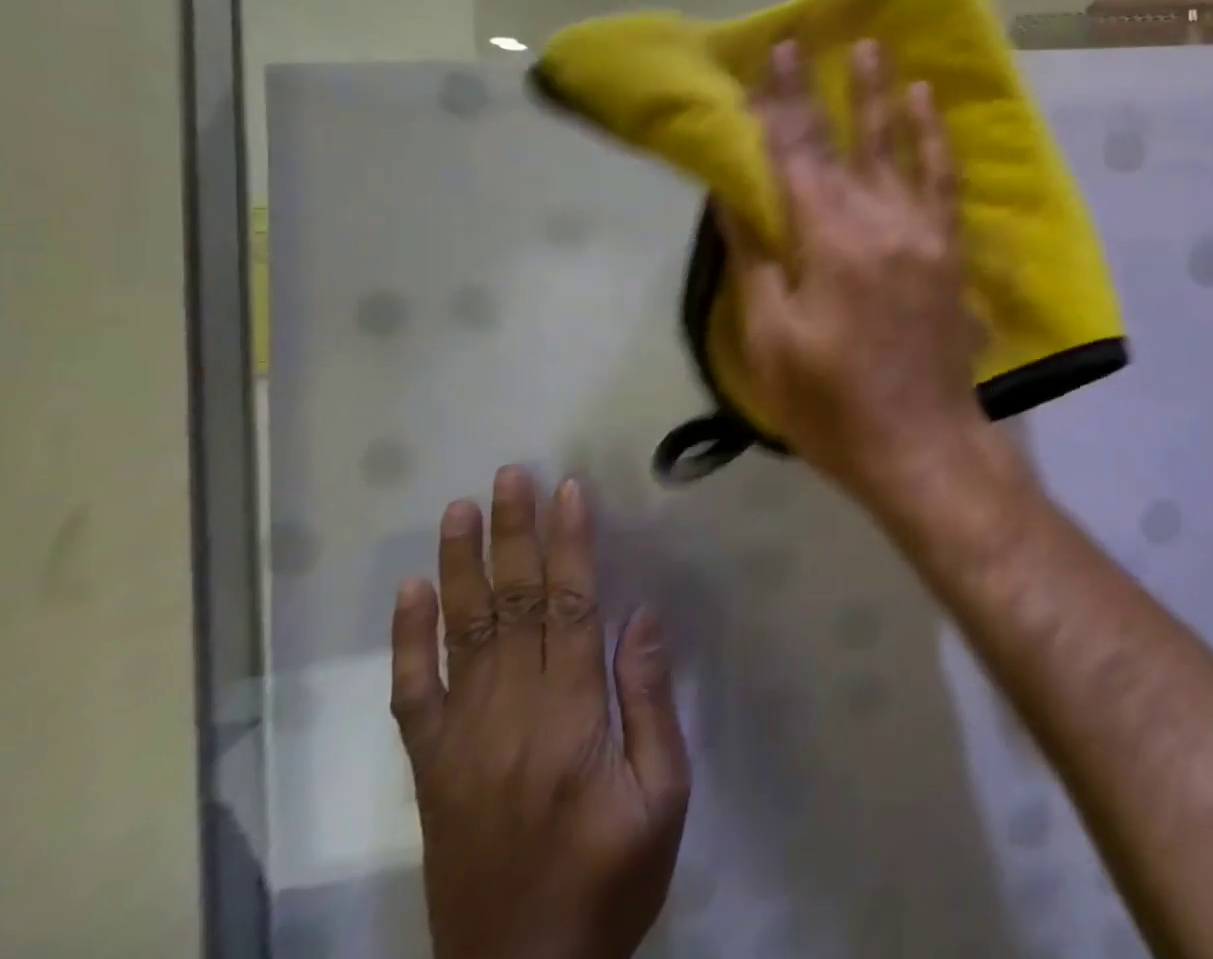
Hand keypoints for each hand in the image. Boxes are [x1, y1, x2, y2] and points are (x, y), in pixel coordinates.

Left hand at [390, 468, 690, 958]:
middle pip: (512, 608)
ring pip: (462, 636)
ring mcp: (462, 743)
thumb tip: (640, 616)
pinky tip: (410, 592)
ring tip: (461, 509)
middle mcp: (509, 718)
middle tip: (510, 476)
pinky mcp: (434, 770)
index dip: (568, 545)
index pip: (569, 609)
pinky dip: (408, 641)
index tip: (569, 491)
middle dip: (513, 535)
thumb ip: (649, 702)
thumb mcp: (662, 795)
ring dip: (461, 567)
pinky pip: (415, 695)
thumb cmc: (613, 878)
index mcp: (570, 721)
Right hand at [721, 39, 988, 500]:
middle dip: (826, 86)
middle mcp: (878, 220)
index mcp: (826, 239)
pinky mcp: (949, 251)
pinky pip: (944, 183)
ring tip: (879, 50)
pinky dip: (936, 141)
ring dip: (887, 96)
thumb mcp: (770, 340)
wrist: (922, 442)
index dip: (778, 102)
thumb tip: (735, 195)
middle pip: (845, 139)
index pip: (795, 153)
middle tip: (817, 34)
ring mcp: (922, 232)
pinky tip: (931, 110)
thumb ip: (755, 260)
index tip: (772, 55)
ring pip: (901, 147)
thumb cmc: (832, 403)